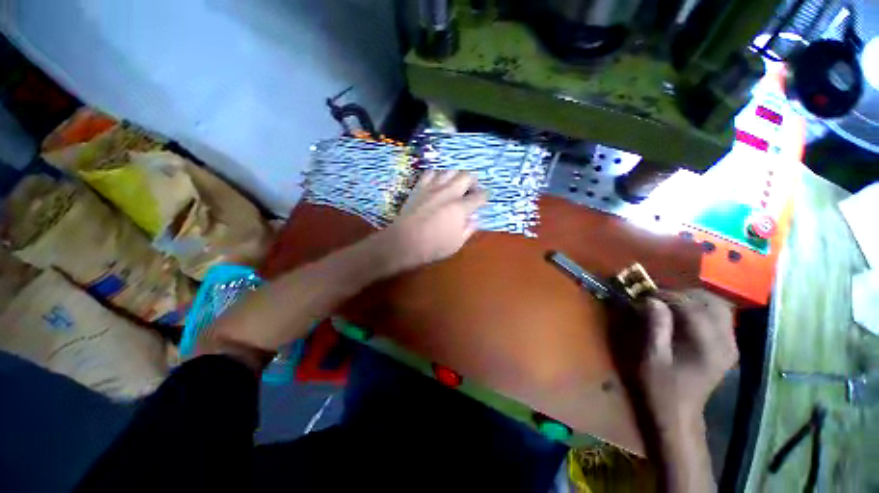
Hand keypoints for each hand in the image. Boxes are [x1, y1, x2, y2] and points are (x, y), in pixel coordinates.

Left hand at [376, 170, 487, 273]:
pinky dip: (438, 175)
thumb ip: (469, 228)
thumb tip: (475, 217)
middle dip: (473, 181)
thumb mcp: (457, 243)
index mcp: (461, 207)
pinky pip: (431, 172)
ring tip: (456, 185)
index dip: (485, 196)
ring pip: (450, 171)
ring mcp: (433, 187)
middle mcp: (449, 192)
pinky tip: (438, 182)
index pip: (480, 196)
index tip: (485, 198)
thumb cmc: (433, 246)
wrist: (405, 241)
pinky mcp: (419, 187)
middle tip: (472, 190)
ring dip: (456, 176)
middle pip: (467, 176)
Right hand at [640, 289, 737, 427]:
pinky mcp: (728, 348)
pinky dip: (701, 309)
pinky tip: (684, 315)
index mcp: (707, 347)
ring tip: (671, 303)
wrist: (679, 414)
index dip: (669, 296)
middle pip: (713, 303)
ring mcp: (730, 345)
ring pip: (719, 307)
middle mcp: (726, 343)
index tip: (647, 295)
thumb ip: (655, 327)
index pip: (694, 308)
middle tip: (660, 298)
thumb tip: (651, 300)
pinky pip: (720, 317)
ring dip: (694, 300)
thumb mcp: (652, 358)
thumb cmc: (661, 387)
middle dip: (684, 294)